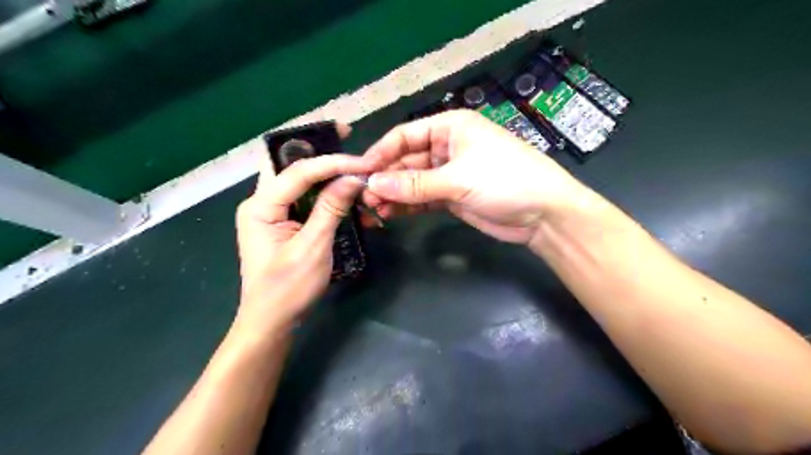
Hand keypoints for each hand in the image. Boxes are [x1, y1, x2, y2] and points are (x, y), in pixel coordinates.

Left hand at [236, 130, 371, 335]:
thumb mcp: (313, 248)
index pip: (298, 171)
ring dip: (325, 170)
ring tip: (351, 162)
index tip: (362, 162)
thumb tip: (352, 178)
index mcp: (260, 206)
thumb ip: (330, 209)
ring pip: (298, 178)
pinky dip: (325, 192)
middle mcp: (262, 201)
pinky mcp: (283, 222)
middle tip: (346, 135)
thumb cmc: (288, 289)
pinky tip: (344, 193)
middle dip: (318, 148)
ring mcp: (272, 211)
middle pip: (290, 164)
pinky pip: (304, 198)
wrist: (271, 321)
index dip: (332, 163)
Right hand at [362, 110, 583, 245]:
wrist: (544, 214)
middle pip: (406, 160)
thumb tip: (374, 183)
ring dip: (393, 194)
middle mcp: (447, 147)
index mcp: (450, 127)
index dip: (381, 153)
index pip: (405, 135)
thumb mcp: (458, 178)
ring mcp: (449, 174)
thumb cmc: (505, 180)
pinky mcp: (452, 197)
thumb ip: (415, 183)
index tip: (360, 173)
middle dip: (386, 178)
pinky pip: (422, 198)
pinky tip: (390, 214)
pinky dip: (407, 206)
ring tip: (373, 210)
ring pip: (412, 182)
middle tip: (364, 198)